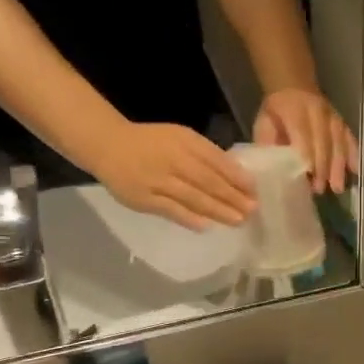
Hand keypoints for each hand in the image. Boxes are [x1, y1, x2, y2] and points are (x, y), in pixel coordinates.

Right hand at [96, 121, 255, 228]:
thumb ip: (205, 154)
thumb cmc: (152, 142)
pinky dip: (189, 218)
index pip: (216, 161)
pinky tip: (207, 225)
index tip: (255, 190)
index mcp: (185, 142)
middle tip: (252, 210)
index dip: (237, 177)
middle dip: (233, 197)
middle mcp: (173, 159)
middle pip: (208, 181)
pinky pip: (171, 210)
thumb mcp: (180, 137)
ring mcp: (157, 180)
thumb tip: (236, 175)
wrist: (108, 146)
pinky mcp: (144, 199)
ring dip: (218, 210)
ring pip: (193, 197)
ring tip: (237, 220)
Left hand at [255, 88, 357, 194]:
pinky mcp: (341, 121)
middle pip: (323, 142)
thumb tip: (270, 170)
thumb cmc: (275, 111)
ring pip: (339, 141)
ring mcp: (332, 116)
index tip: (307, 178)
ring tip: (337, 188)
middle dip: (323, 167)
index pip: (303, 136)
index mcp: (294, 110)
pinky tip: (355, 171)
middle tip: (319, 190)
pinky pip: (349, 138)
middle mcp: (317, 111)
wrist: (292, 86)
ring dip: (338, 166)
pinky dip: (353, 154)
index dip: (307, 157)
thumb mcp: (263, 124)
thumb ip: (268, 144)